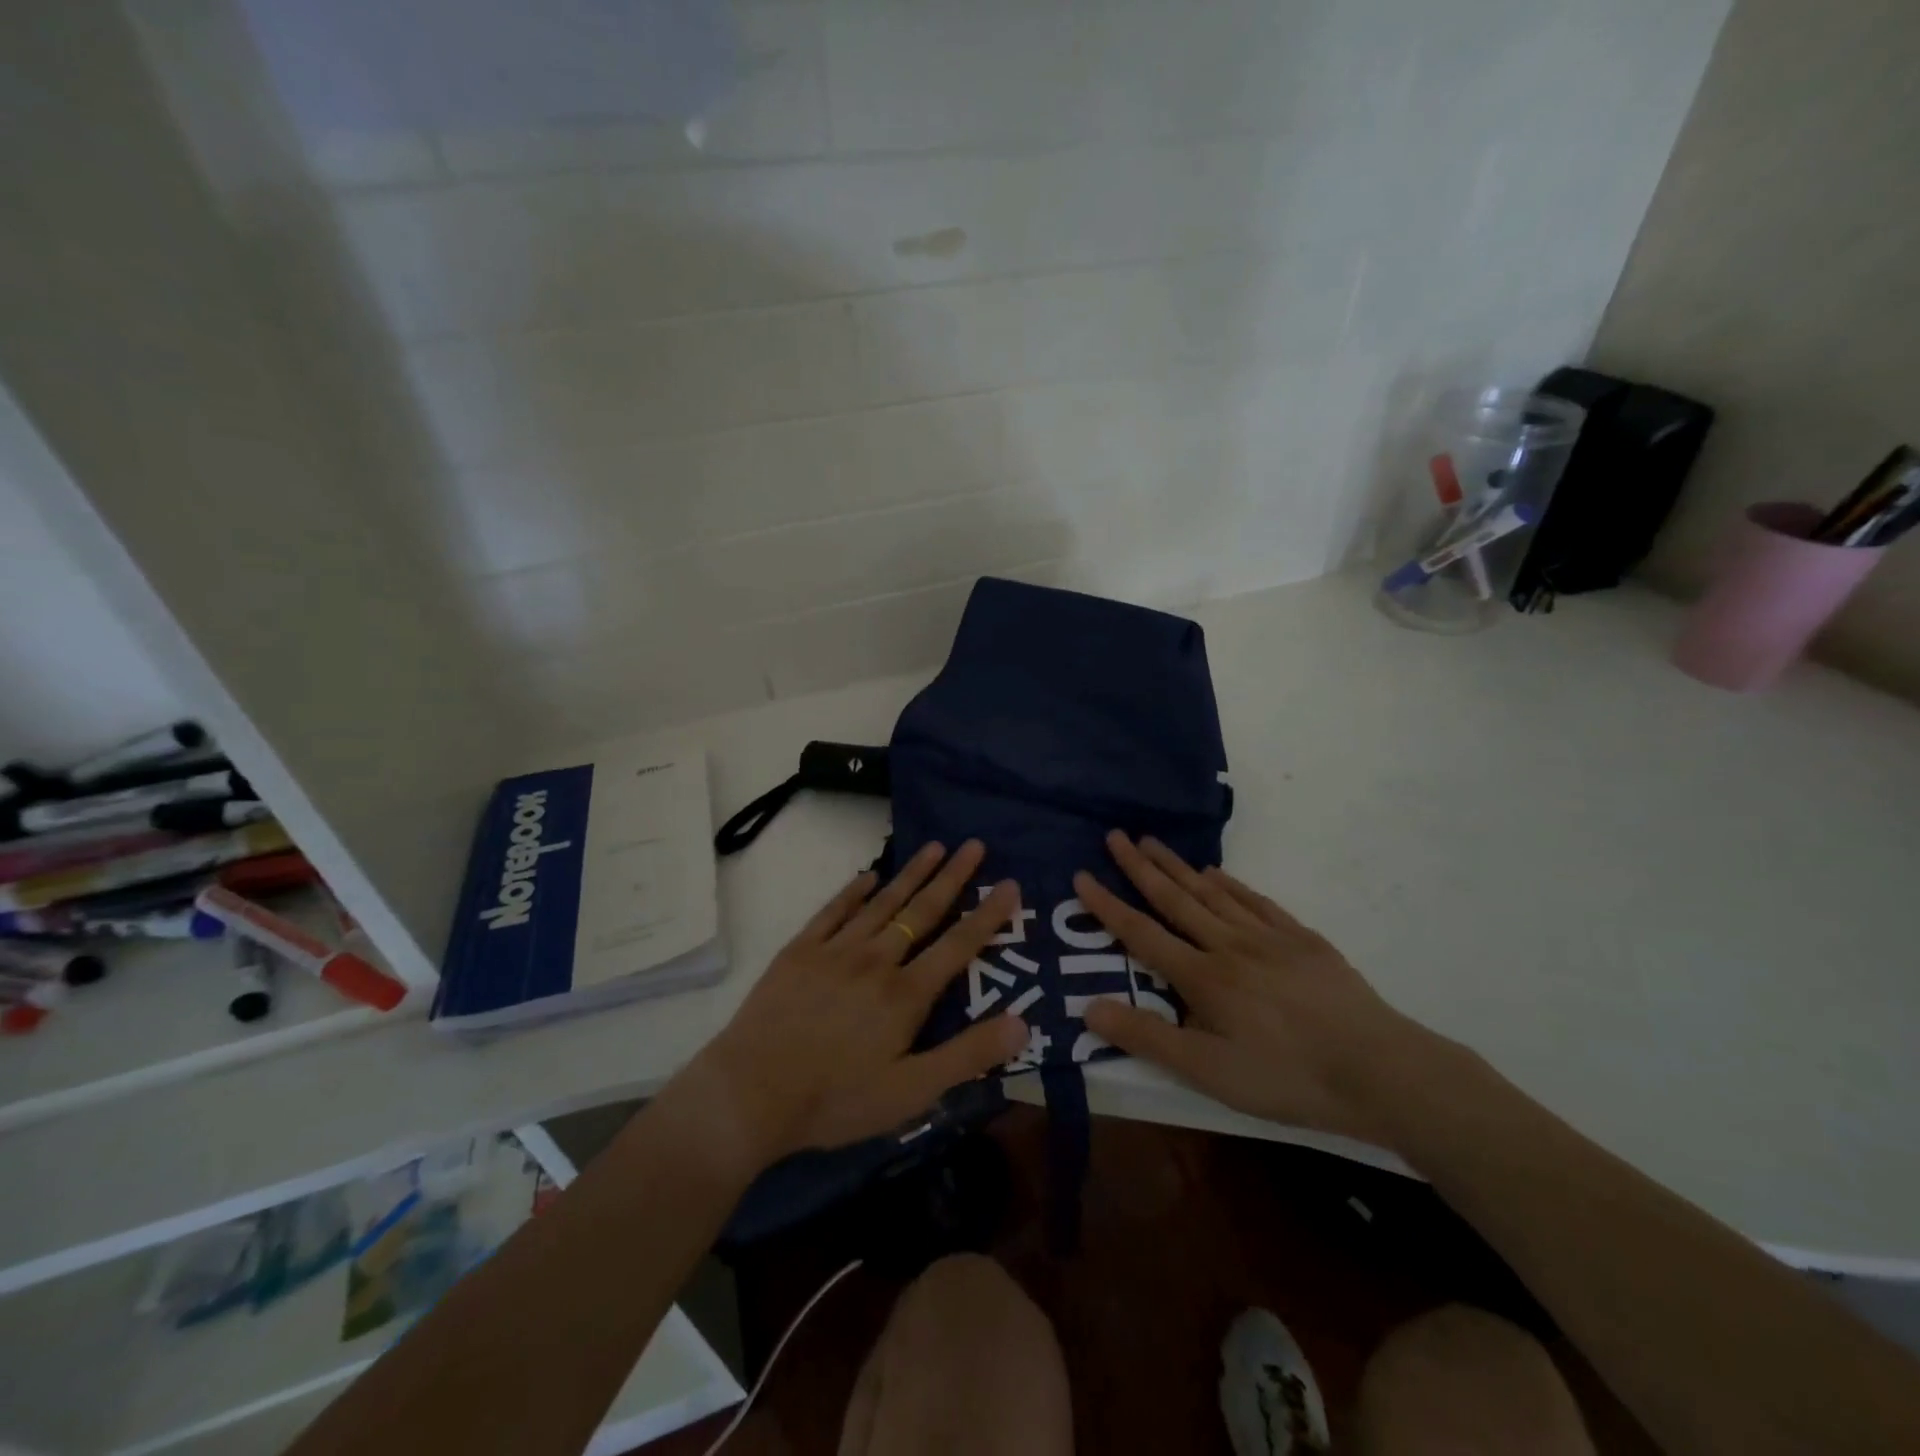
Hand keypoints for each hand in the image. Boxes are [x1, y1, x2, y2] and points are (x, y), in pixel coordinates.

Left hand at [675, 840, 1025, 1173]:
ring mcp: (835, 951)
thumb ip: (967, 1056)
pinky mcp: (799, 951)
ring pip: (882, 903)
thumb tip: (1023, 1022)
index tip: (1009, 884)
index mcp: (905, 994)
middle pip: (921, 911)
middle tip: (974, 845)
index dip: (987, 916)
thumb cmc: (835, 1100)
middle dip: (953, 877)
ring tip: (935, 846)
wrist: (750, 1094)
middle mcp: (875, 960)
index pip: (957, 946)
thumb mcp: (911, 1093)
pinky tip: (869, 875)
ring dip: (911, 874)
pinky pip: (833, 911)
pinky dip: (853, 890)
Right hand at [1076, 831, 1436, 1146]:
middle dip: (1140, 867)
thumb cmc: (1286, 1077)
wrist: (1379, 1069)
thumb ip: (1147, 1038)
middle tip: (1116, 835)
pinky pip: (1255, 901)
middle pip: (1175, 898)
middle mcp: (1228, 945)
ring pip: (1212, 892)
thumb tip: (1088, 1008)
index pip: (1142, 933)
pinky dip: (1230, 883)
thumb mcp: (1208, 1072)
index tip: (1082, 875)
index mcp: (1202, 977)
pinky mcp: (1301, 939)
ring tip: (1153, 842)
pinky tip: (1217, 874)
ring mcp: (1268, 937)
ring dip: (1178, 866)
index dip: (1108, 905)